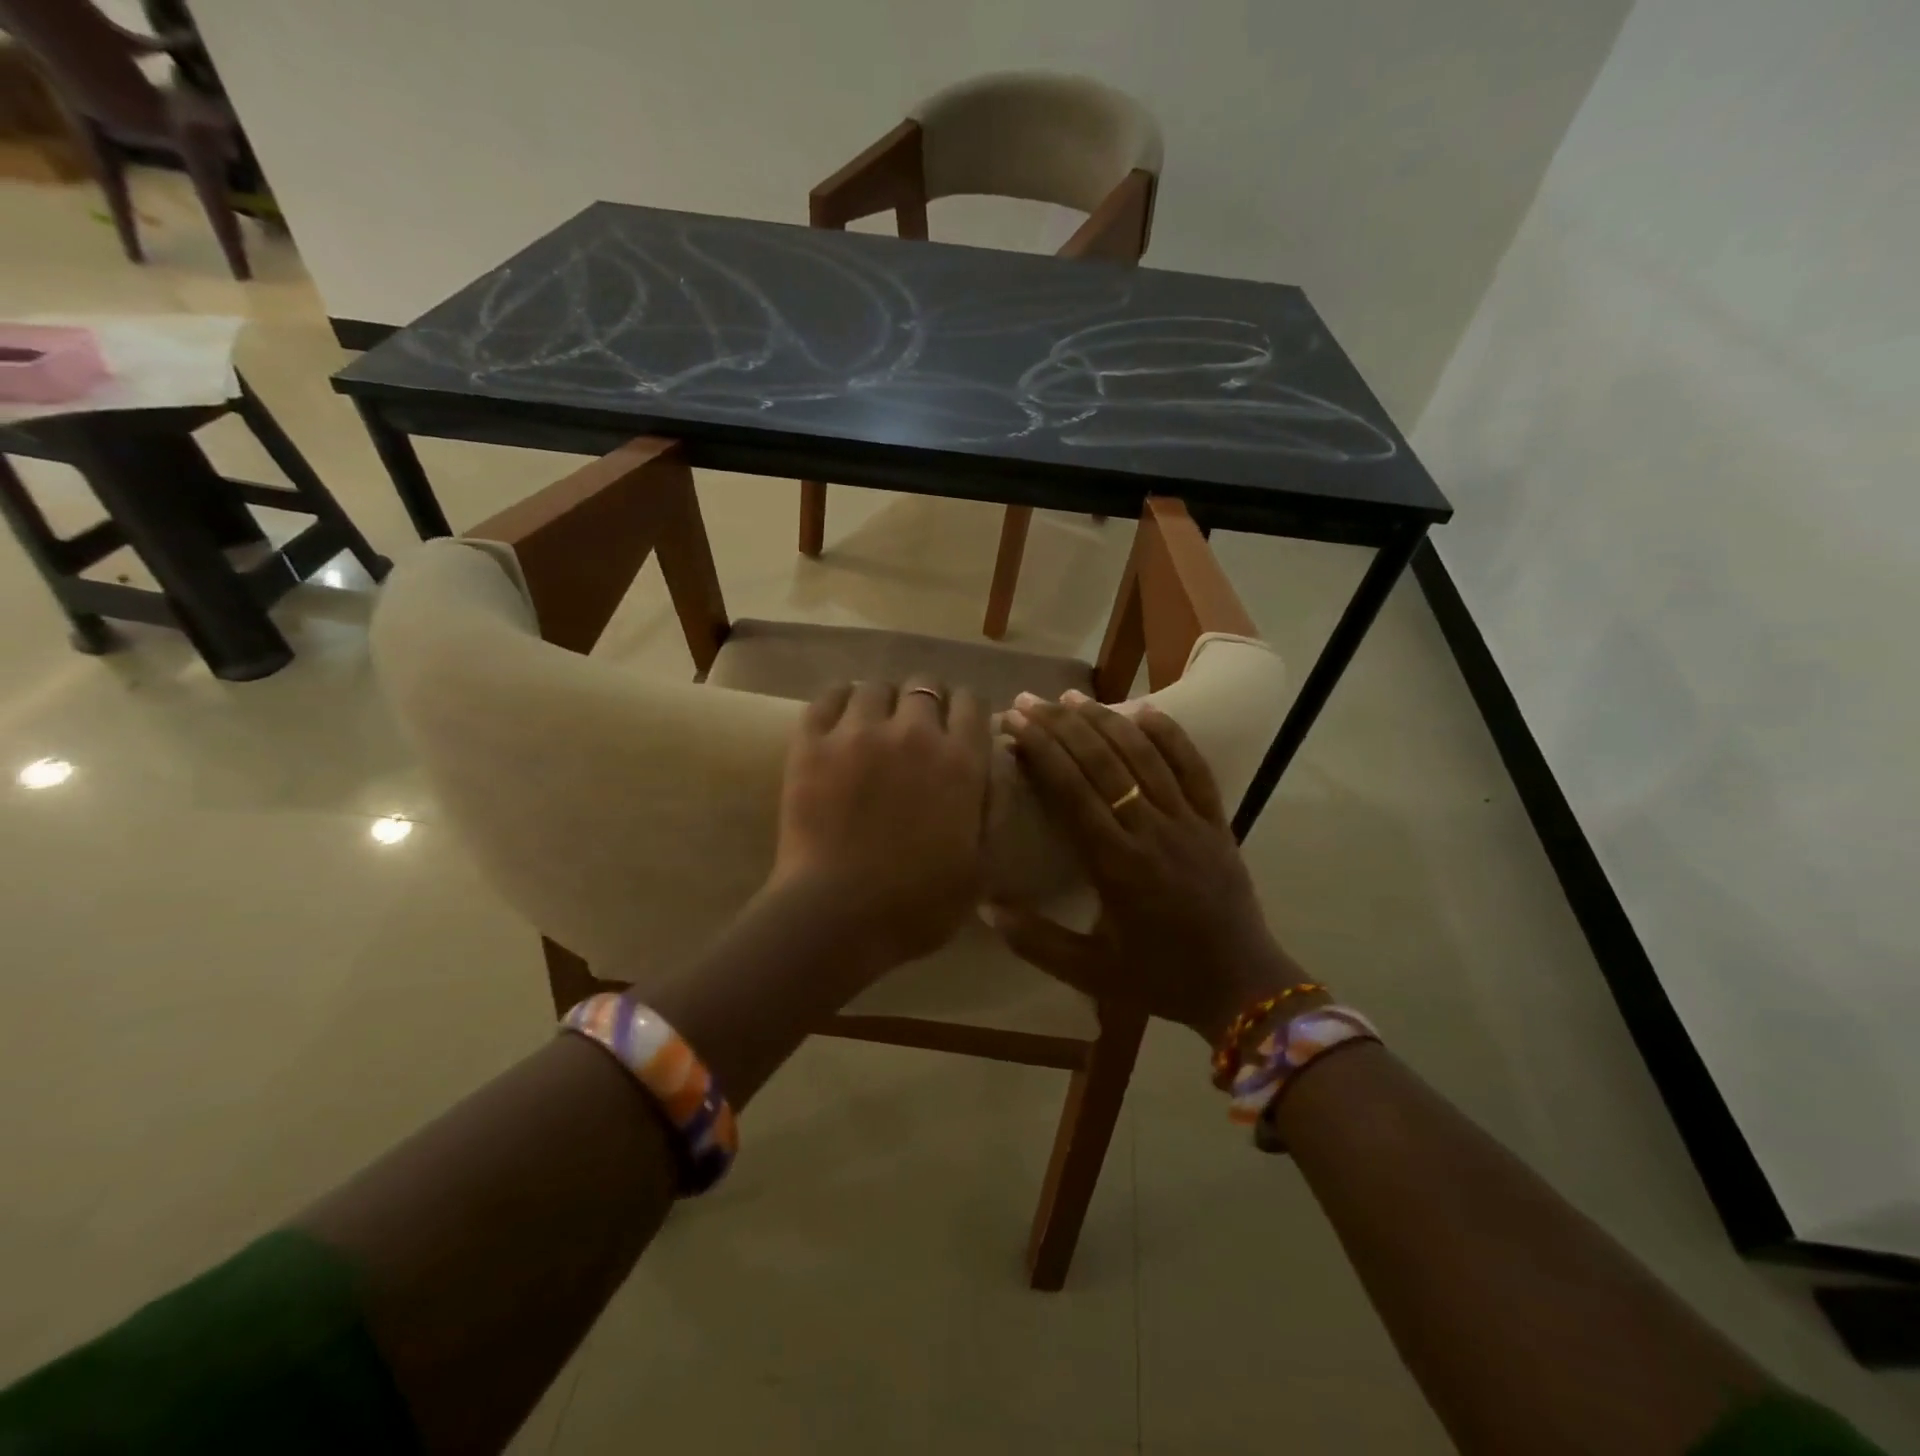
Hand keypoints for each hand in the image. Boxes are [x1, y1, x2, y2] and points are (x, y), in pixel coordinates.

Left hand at [770, 678, 990, 969]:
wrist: (838, 917)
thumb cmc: (918, 904)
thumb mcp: (983, 865)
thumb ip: (996, 804)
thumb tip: (998, 757)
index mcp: (960, 761)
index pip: (971, 702)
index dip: (966, 710)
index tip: (958, 726)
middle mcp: (914, 732)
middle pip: (925, 685)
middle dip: (926, 702)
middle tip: (916, 729)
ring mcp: (858, 733)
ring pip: (875, 687)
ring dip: (882, 701)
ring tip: (874, 725)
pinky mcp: (812, 743)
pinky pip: (828, 696)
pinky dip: (839, 699)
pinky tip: (841, 717)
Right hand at [989, 692, 1311, 1042]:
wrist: (1241, 986)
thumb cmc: (1160, 979)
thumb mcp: (1090, 973)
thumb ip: (1035, 942)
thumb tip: (985, 908)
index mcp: (1116, 866)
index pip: (1072, 793)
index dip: (1042, 752)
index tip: (1016, 723)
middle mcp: (1151, 832)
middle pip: (1102, 765)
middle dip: (1062, 727)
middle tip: (1031, 700)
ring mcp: (1188, 822)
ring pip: (1144, 758)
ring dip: (1107, 722)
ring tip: (1073, 697)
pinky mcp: (1217, 822)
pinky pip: (1194, 769)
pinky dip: (1170, 737)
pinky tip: (1145, 711)